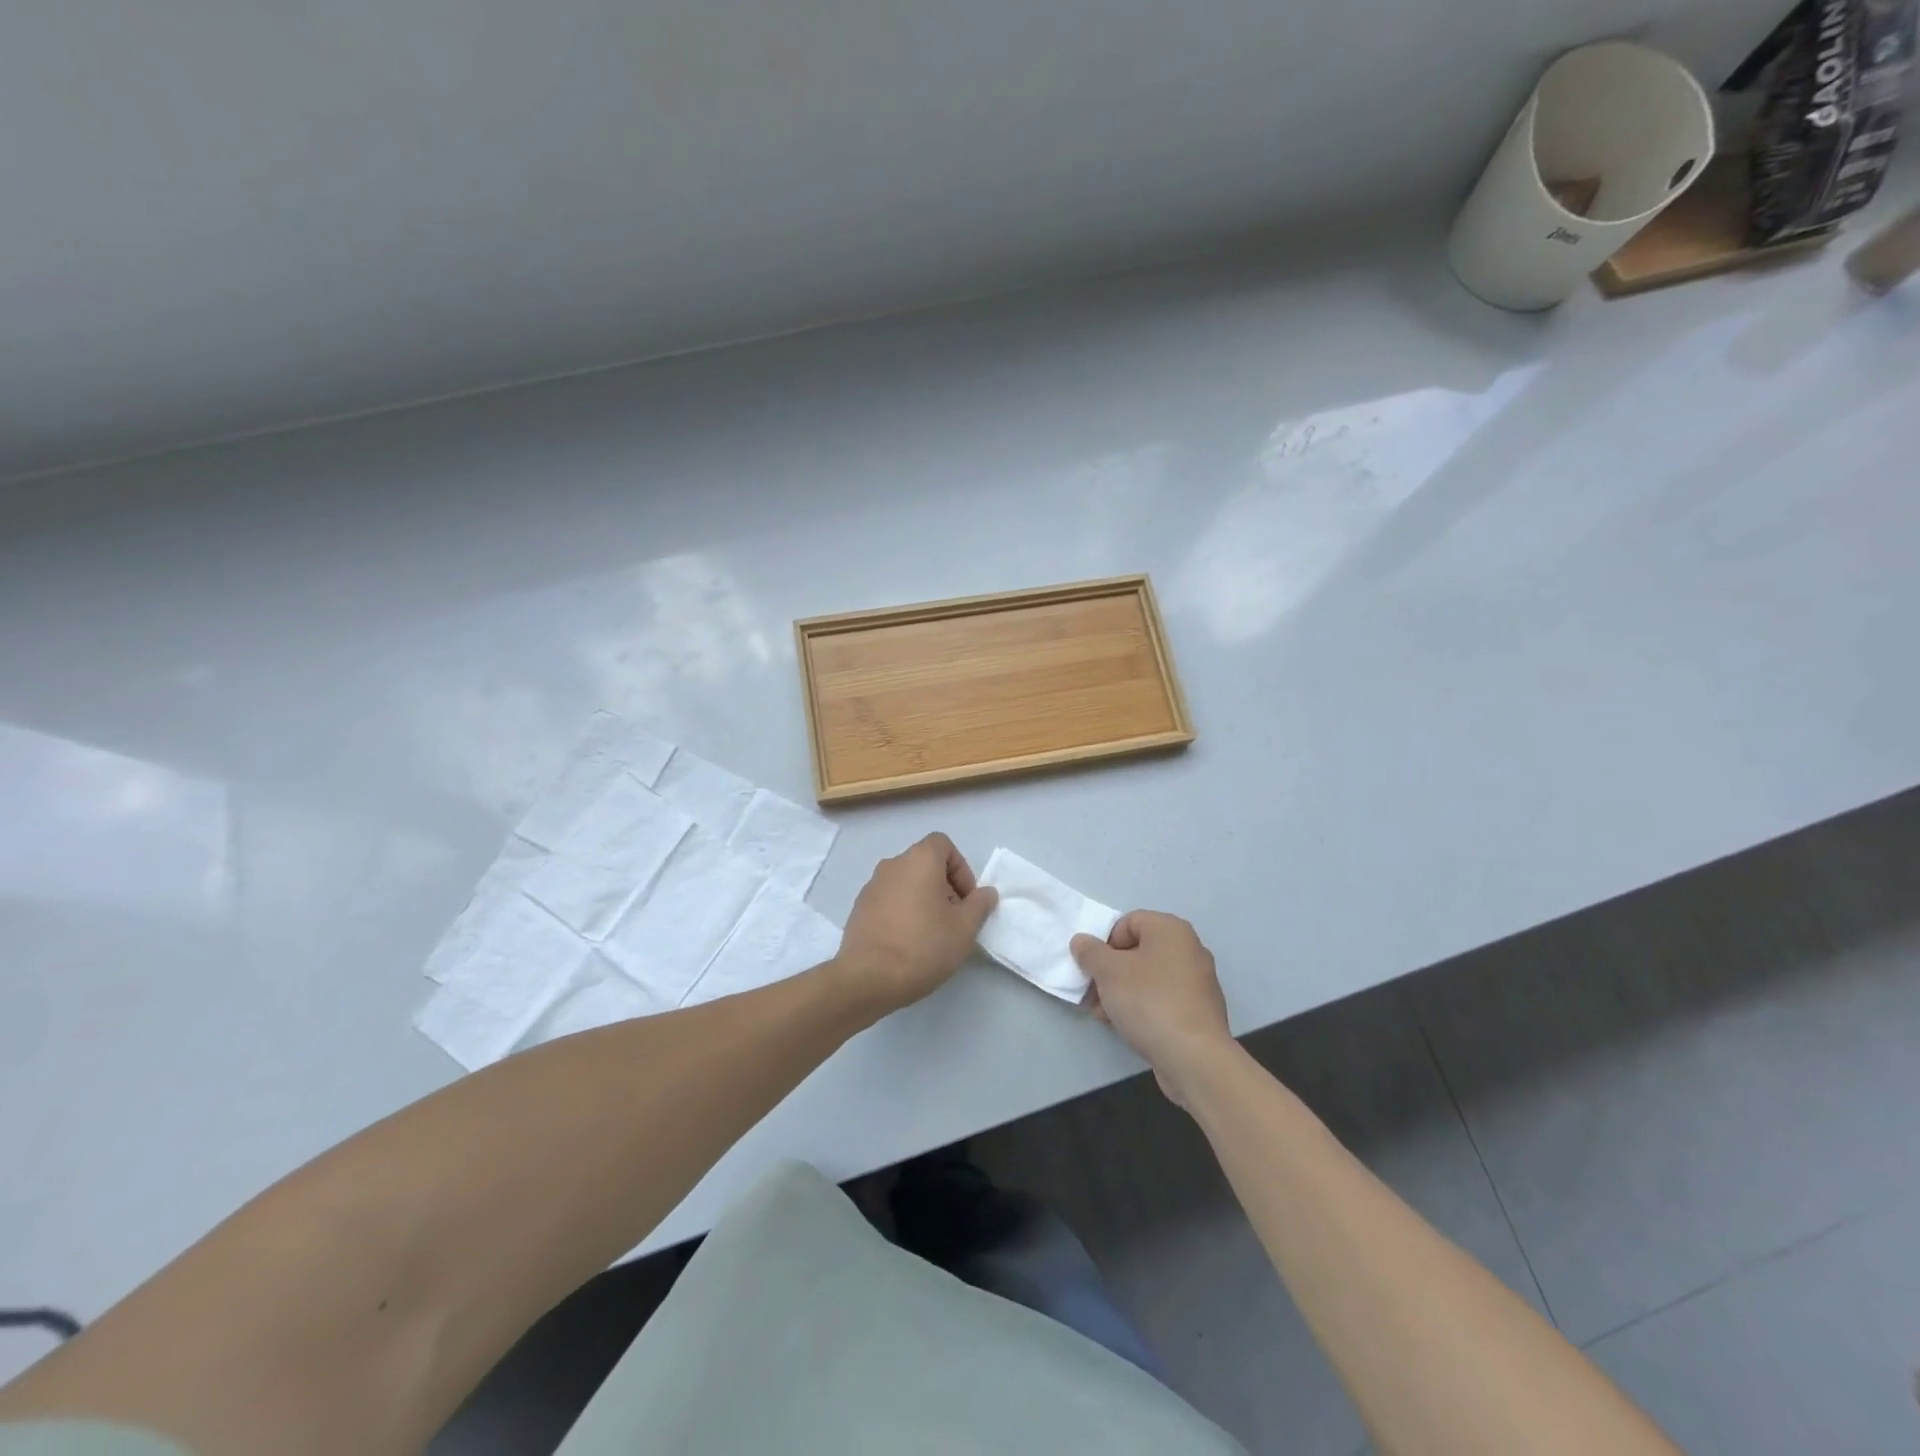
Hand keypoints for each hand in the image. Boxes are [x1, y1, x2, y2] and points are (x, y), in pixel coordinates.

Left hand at [833, 833, 997, 1015]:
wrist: (867, 978)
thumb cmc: (923, 946)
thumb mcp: (964, 928)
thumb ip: (979, 905)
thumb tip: (986, 893)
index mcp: (918, 860)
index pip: (943, 844)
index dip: (961, 868)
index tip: (966, 899)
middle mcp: (892, 865)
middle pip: (925, 864)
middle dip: (944, 887)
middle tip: (954, 920)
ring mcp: (871, 886)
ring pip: (906, 883)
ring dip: (923, 900)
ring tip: (931, 935)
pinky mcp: (859, 909)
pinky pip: (889, 900)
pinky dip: (902, 912)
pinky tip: (907, 943)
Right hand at [1071, 912, 1232, 1106]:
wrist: (1194, 1057)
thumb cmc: (1149, 1001)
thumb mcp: (1108, 972)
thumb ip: (1090, 952)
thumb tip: (1082, 941)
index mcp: (1171, 930)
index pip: (1128, 922)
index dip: (1105, 942)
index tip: (1093, 968)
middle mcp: (1189, 949)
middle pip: (1138, 951)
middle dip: (1110, 972)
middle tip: (1093, 994)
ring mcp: (1198, 982)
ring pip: (1148, 978)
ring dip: (1121, 992)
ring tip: (1103, 1014)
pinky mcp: (1199, 1011)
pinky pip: (1163, 999)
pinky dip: (1143, 1007)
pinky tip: (1126, 1026)